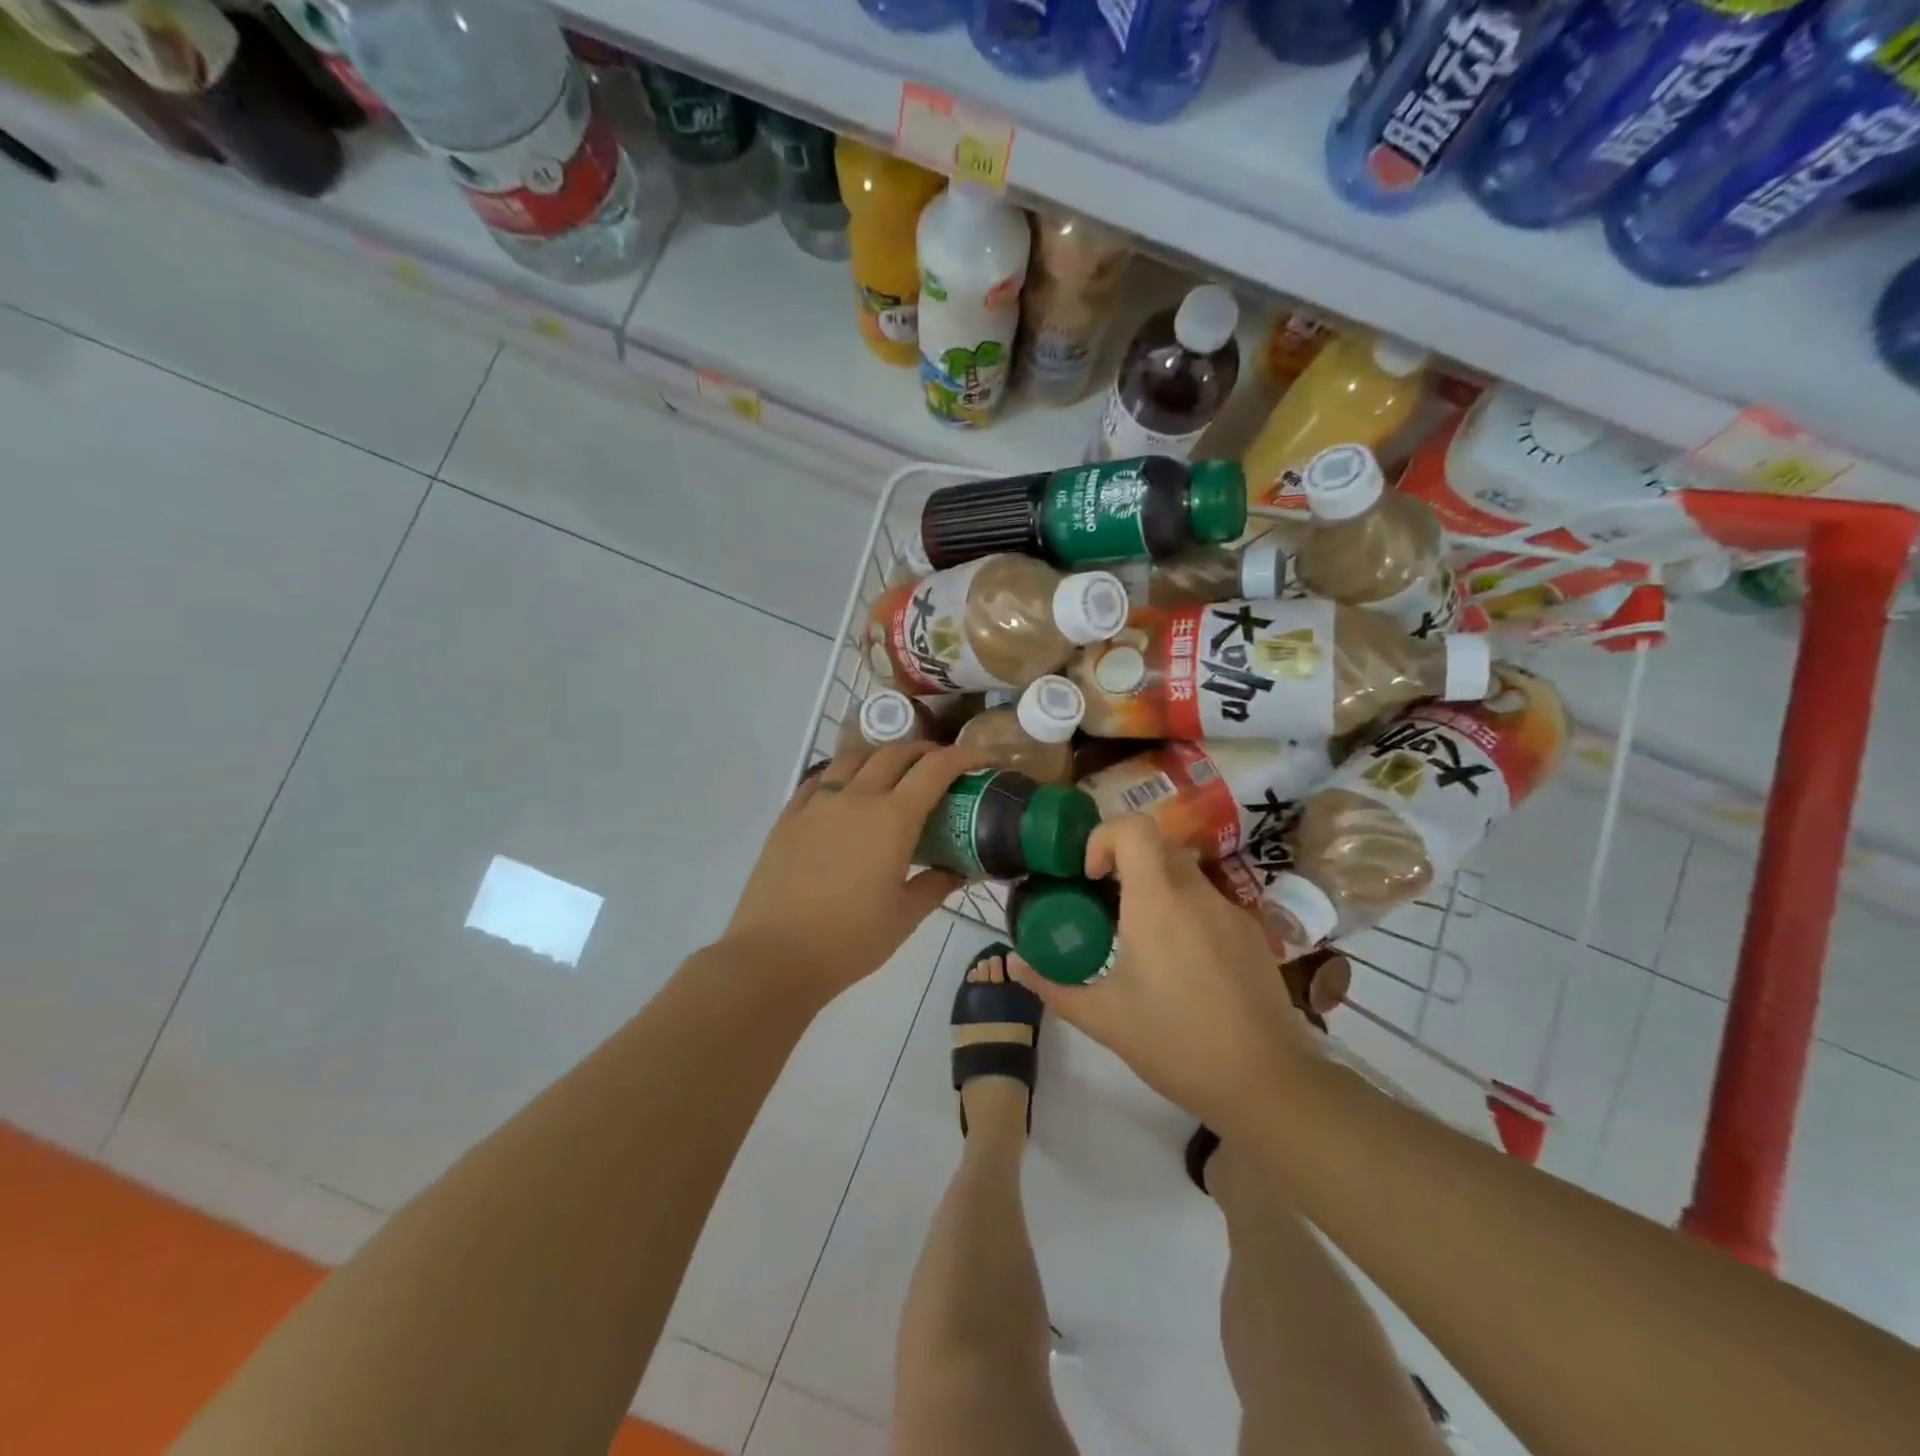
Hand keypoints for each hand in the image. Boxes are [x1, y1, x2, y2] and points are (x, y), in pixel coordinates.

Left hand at [724, 741, 987, 999]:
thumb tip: (960, 871)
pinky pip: (820, 778)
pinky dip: (842, 774)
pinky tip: (845, 792)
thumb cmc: (850, 940)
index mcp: (892, 818)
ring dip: (882, 756)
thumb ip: (936, 885)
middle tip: (940, 767)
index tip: (982, 760)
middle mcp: (856, 797)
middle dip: (925, 752)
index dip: (964, 756)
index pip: (936, 769)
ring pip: (854, 757)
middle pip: (896, 753)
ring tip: (892, 773)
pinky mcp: (789, 816)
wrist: (776, 955)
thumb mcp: (905, 916)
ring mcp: (818, 802)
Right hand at [1009, 815, 1316, 1133]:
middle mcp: (1196, 893)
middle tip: (1103, 903)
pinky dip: (1183, 912)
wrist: (1267, 1083)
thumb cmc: (1176, 1043)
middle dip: (1123, 863)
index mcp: (1158, 901)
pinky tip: (1180, 965)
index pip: (1134, 828)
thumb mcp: (1103, 1018)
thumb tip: (1015, 965)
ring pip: (1183, 874)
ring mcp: (1231, 911)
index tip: (1089, 877)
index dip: (1104, 838)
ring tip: (1138, 939)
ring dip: (1154, 889)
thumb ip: (1053, 986)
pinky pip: (1207, 902)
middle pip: (1157, 845)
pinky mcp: (1252, 934)